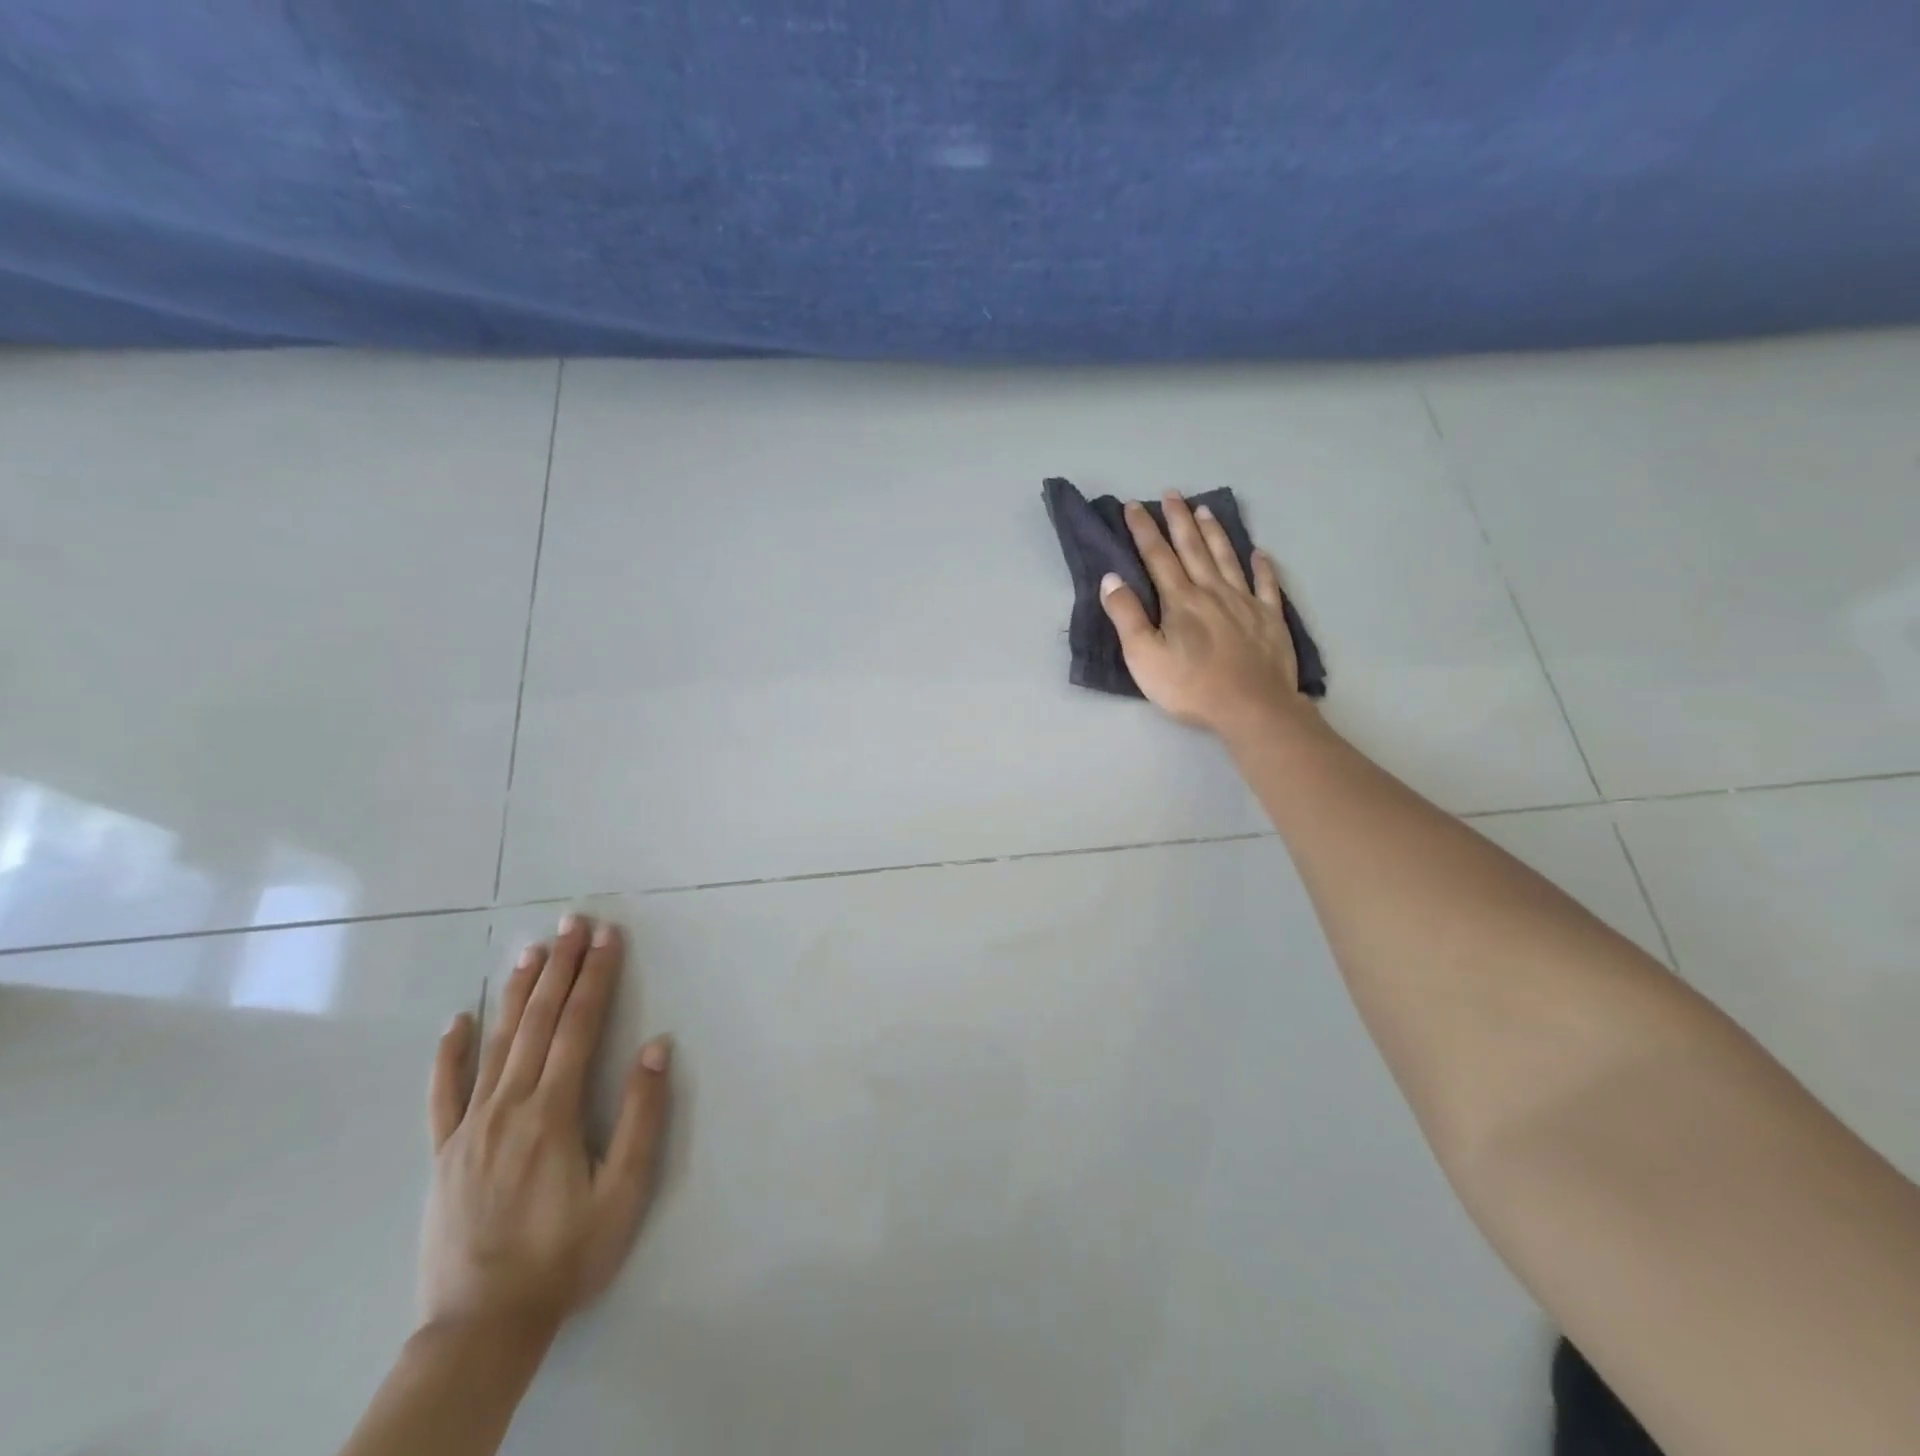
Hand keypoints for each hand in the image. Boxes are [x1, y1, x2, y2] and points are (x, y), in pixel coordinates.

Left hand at [421, 916, 671, 1338]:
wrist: (481, 1328)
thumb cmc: (565, 1257)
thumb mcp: (623, 1194)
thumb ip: (642, 1117)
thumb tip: (655, 1047)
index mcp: (553, 1112)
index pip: (579, 1025)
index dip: (596, 976)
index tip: (608, 936)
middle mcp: (508, 1105)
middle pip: (538, 1021)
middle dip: (560, 966)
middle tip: (573, 921)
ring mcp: (469, 1127)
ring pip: (496, 1043)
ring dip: (516, 991)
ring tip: (531, 949)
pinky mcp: (444, 1151)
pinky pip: (443, 1093)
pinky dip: (450, 1053)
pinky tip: (456, 1021)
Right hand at [1100, 493, 1316, 735]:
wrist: (1252, 708)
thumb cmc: (1191, 687)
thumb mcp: (1143, 657)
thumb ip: (1126, 616)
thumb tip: (1111, 578)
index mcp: (1180, 600)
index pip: (1157, 557)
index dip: (1143, 530)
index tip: (1133, 506)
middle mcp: (1212, 591)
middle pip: (1193, 548)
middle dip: (1179, 520)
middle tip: (1172, 494)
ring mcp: (1245, 603)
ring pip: (1227, 558)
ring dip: (1214, 532)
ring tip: (1205, 509)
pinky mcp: (1270, 619)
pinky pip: (1267, 585)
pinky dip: (1263, 566)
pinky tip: (1260, 553)